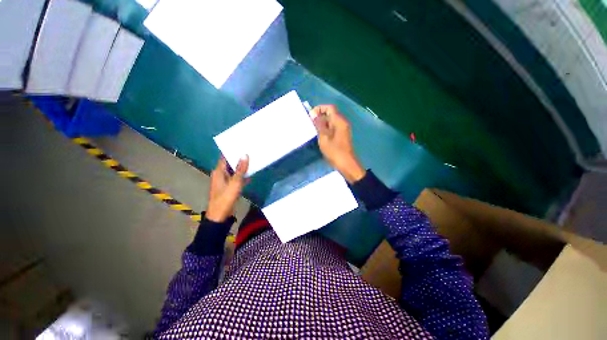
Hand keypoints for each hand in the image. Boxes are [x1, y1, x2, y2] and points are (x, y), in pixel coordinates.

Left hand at [206, 155, 248, 222]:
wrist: (221, 215)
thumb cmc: (225, 197)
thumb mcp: (234, 183)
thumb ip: (240, 169)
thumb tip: (245, 155)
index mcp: (219, 171)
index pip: (225, 157)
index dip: (233, 150)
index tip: (242, 144)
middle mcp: (221, 174)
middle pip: (231, 163)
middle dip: (240, 158)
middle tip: (251, 151)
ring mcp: (226, 181)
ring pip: (235, 171)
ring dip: (242, 167)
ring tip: (253, 159)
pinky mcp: (230, 187)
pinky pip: (237, 178)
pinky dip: (243, 176)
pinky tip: (252, 173)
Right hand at [310, 105, 365, 182]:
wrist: (346, 164)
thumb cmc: (335, 151)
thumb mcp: (324, 138)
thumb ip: (319, 124)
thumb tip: (313, 113)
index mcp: (339, 121)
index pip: (329, 108)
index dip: (319, 109)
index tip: (310, 116)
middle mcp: (342, 123)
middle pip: (330, 114)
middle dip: (319, 117)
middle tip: (310, 125)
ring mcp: (343, 130)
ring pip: (331, 122)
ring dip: (322, 124)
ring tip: (313, 131)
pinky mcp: (342, 136)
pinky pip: (333, 128)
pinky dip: (326, 130)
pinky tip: (320, 137)